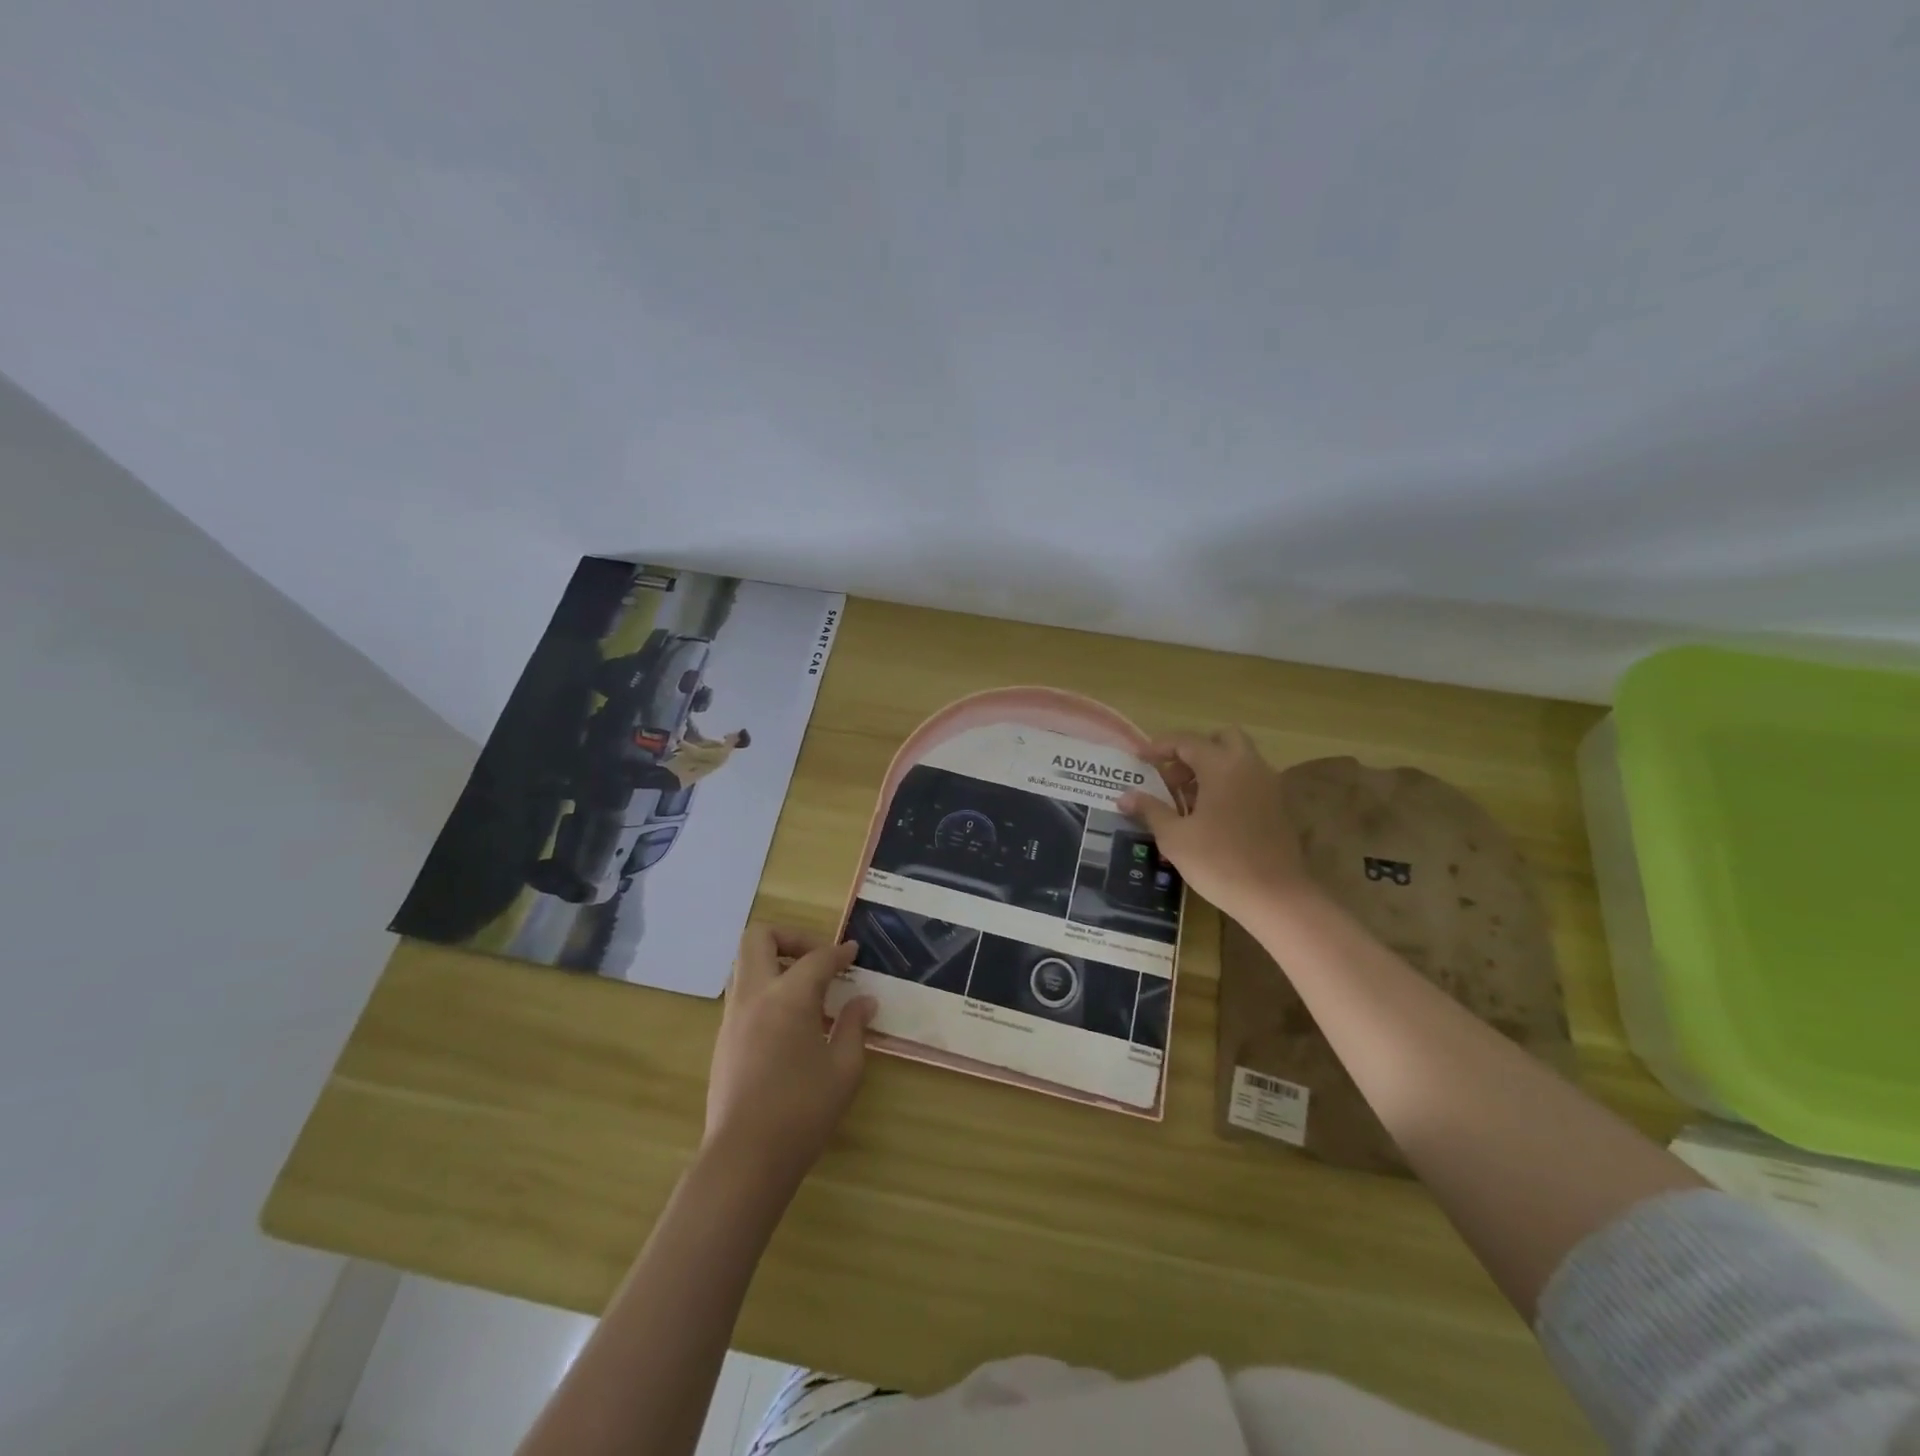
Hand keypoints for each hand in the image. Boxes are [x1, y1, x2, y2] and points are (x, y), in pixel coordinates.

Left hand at [704, 926, 876, 1184]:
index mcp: (788, 997)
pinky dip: (765, 989)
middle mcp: (754, 996)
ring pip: (745, 964)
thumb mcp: (844, 1068)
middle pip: (759, 938)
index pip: (816, 957)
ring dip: (774, 962)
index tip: (854, 954)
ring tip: (805, 989)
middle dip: (790, 937)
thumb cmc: (803, 1111)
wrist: (745, 1158)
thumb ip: (853, 1026)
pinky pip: (742, 993)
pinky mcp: (723, 1039)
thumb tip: (864, 1001)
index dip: (839, 952)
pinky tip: (789, 1020)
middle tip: (817, 959)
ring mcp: (732, 1017)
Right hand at [1117, 728, 1308, 920]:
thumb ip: (1150, 810)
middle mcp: (1249, 766)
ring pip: (1237, 760)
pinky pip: (1249, 781)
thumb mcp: (1174, 837)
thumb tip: (1125, 797)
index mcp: (1222, 765)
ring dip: (1211, 769)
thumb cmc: (1219, 861)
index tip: (1140, 759)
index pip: (1187, 741)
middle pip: (1221, 739)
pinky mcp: (1278, 807)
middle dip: (1193, 751)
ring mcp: (1269, 785)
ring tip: (1186, 801)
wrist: (1276, 897)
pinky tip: (1210, 817)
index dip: (1159, 746)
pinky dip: (1228, 785)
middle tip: (1172, 776)